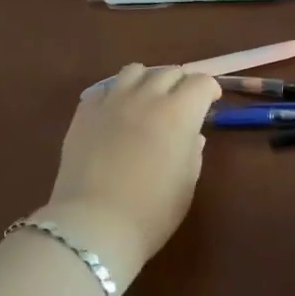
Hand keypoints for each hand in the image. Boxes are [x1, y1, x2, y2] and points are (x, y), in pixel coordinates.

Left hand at [39, 65, 220, 289]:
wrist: (95, 224)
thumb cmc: (152, 211)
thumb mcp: (186, 183)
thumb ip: (193, 151)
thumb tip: (191, 135)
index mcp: (178, 113)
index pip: (200, 82)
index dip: (209, 90)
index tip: (210, 103)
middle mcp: (146, 97)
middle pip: (169, 72)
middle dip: (181, 84)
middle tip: (181, 104)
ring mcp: (111, 101)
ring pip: (134, 71)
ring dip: (147, 81)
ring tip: (147, 100)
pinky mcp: (84, 112)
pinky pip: (103, 90)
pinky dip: (115, 95)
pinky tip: (116, 113)